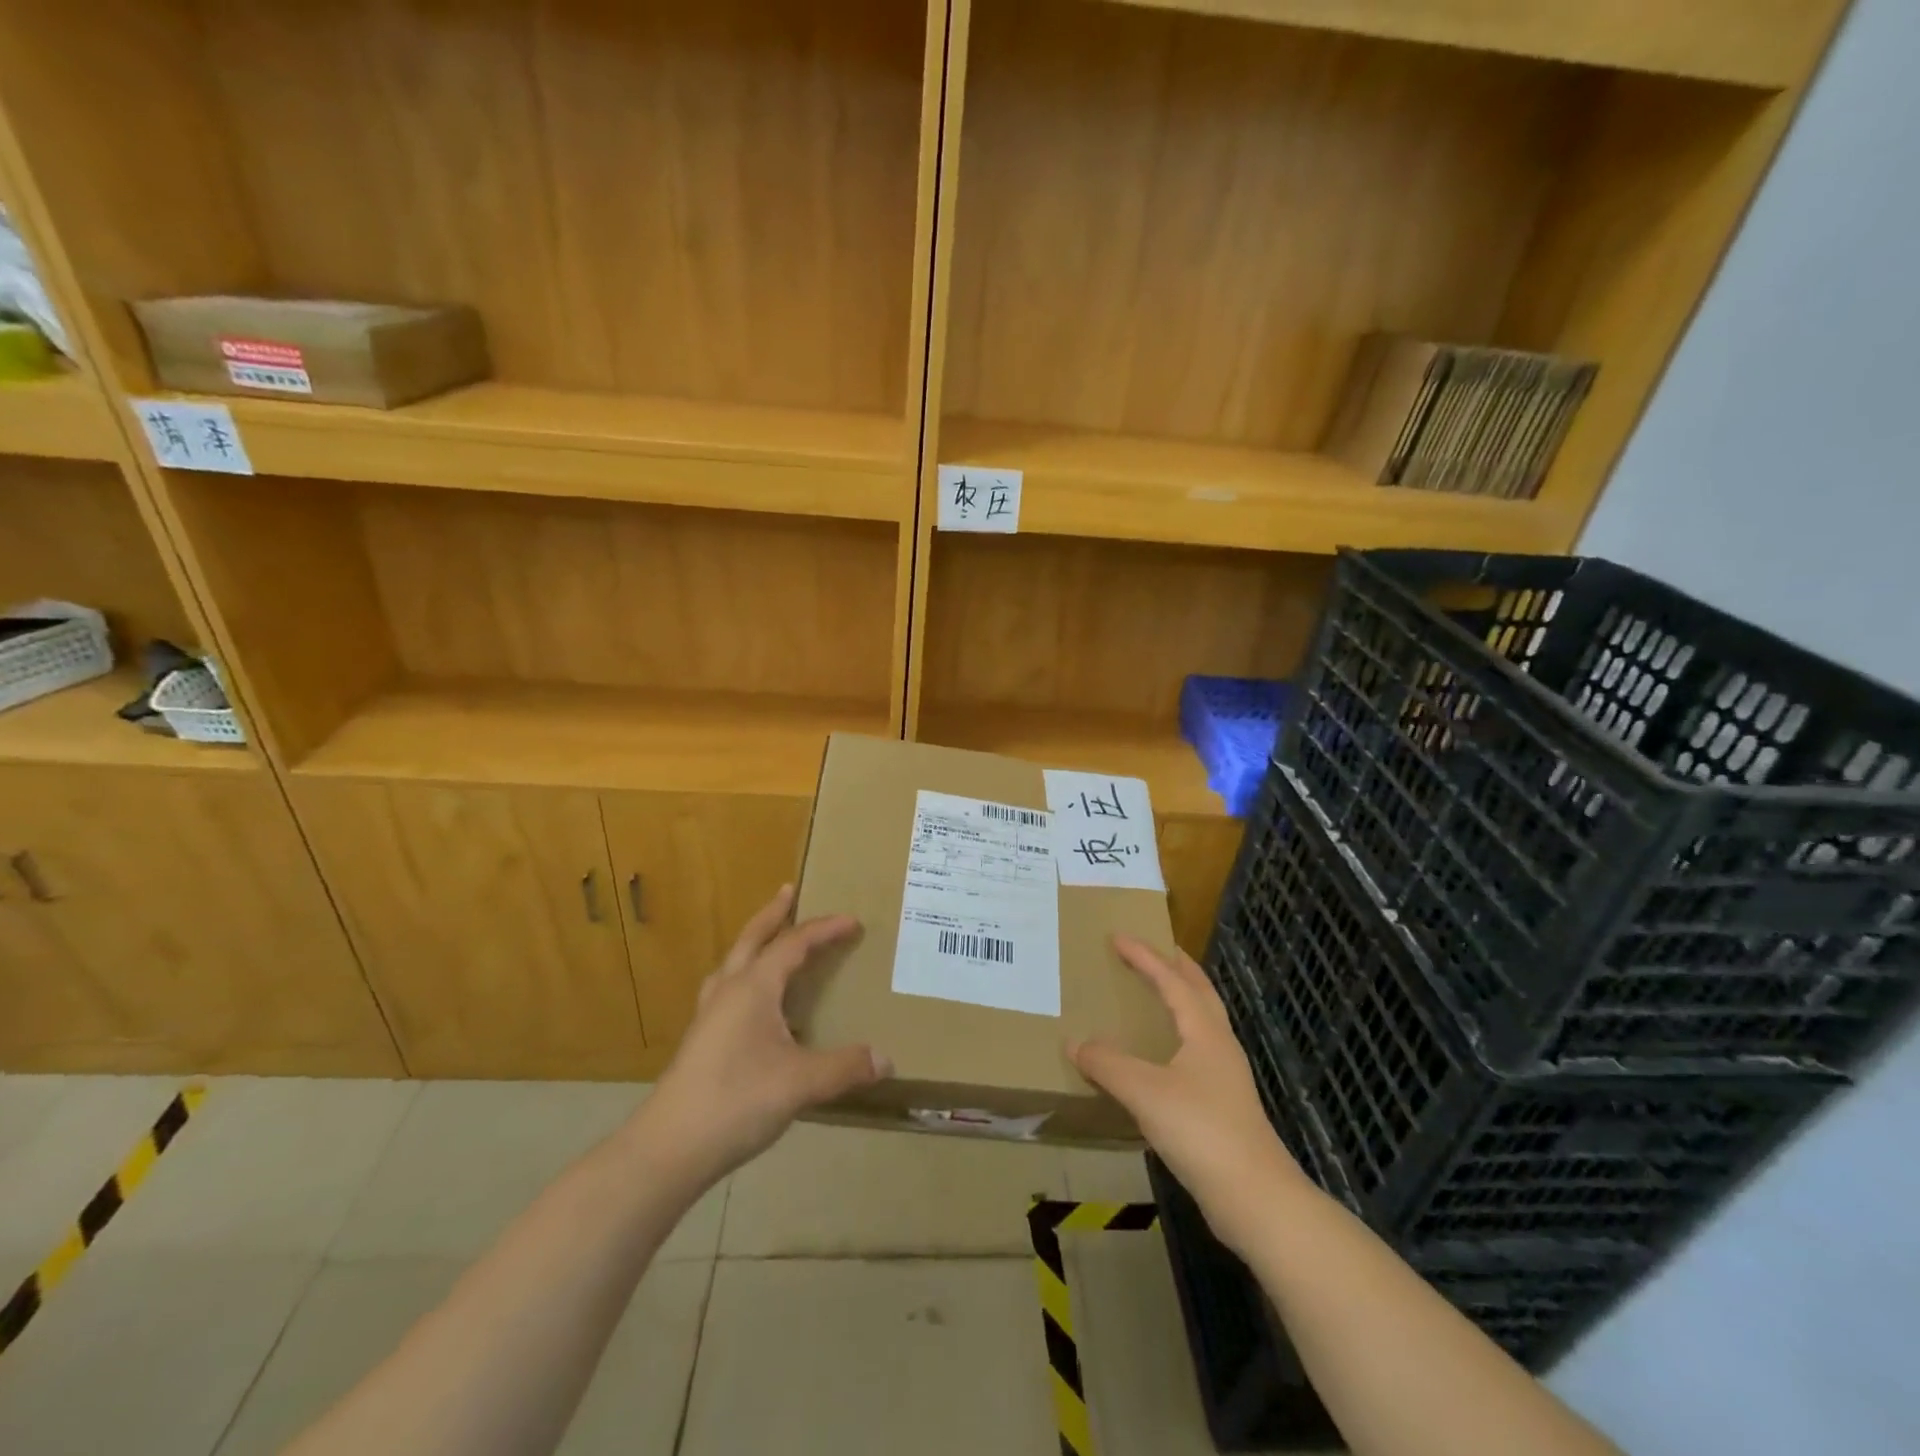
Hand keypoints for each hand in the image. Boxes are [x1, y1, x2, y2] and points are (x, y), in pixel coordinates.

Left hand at [640, 885, 889, 1187]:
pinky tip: (753, 1005)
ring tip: (768, 941)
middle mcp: (728, 991)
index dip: (824, 929)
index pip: (793, 944)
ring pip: (733, 963)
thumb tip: (885, 1059)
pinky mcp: (700, 1041)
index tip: (852, 921)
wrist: (669, 1148)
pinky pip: (726, 991)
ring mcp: (709, 1016)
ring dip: (753, 943)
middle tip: (789, 891)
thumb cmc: (737, 1100)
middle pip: (751, 939)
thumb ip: (846, 1067)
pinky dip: (745, 978)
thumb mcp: (801, 1083)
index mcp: (753, 987)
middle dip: (773, 914)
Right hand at [1069, 935, 1308, 1255]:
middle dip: (1177, 967)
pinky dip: (1179, 1035)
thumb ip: (1107, 1064)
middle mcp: (1219, 1045)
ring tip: (1158, 993)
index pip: (1172, 980)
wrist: (1256, 1198)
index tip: (1118, 936)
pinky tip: (1162, 1056)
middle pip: (1200, 992)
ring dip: (1182, 999)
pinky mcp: (1224, 1105)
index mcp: (1204, 1031)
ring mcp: (1226, 1077)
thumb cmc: (1201, 1131)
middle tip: (1155, 950)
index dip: (1144, 956)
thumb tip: (1075, 1043)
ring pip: (1203, 1022)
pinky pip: (1197, 1051)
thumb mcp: (1145, 1092)